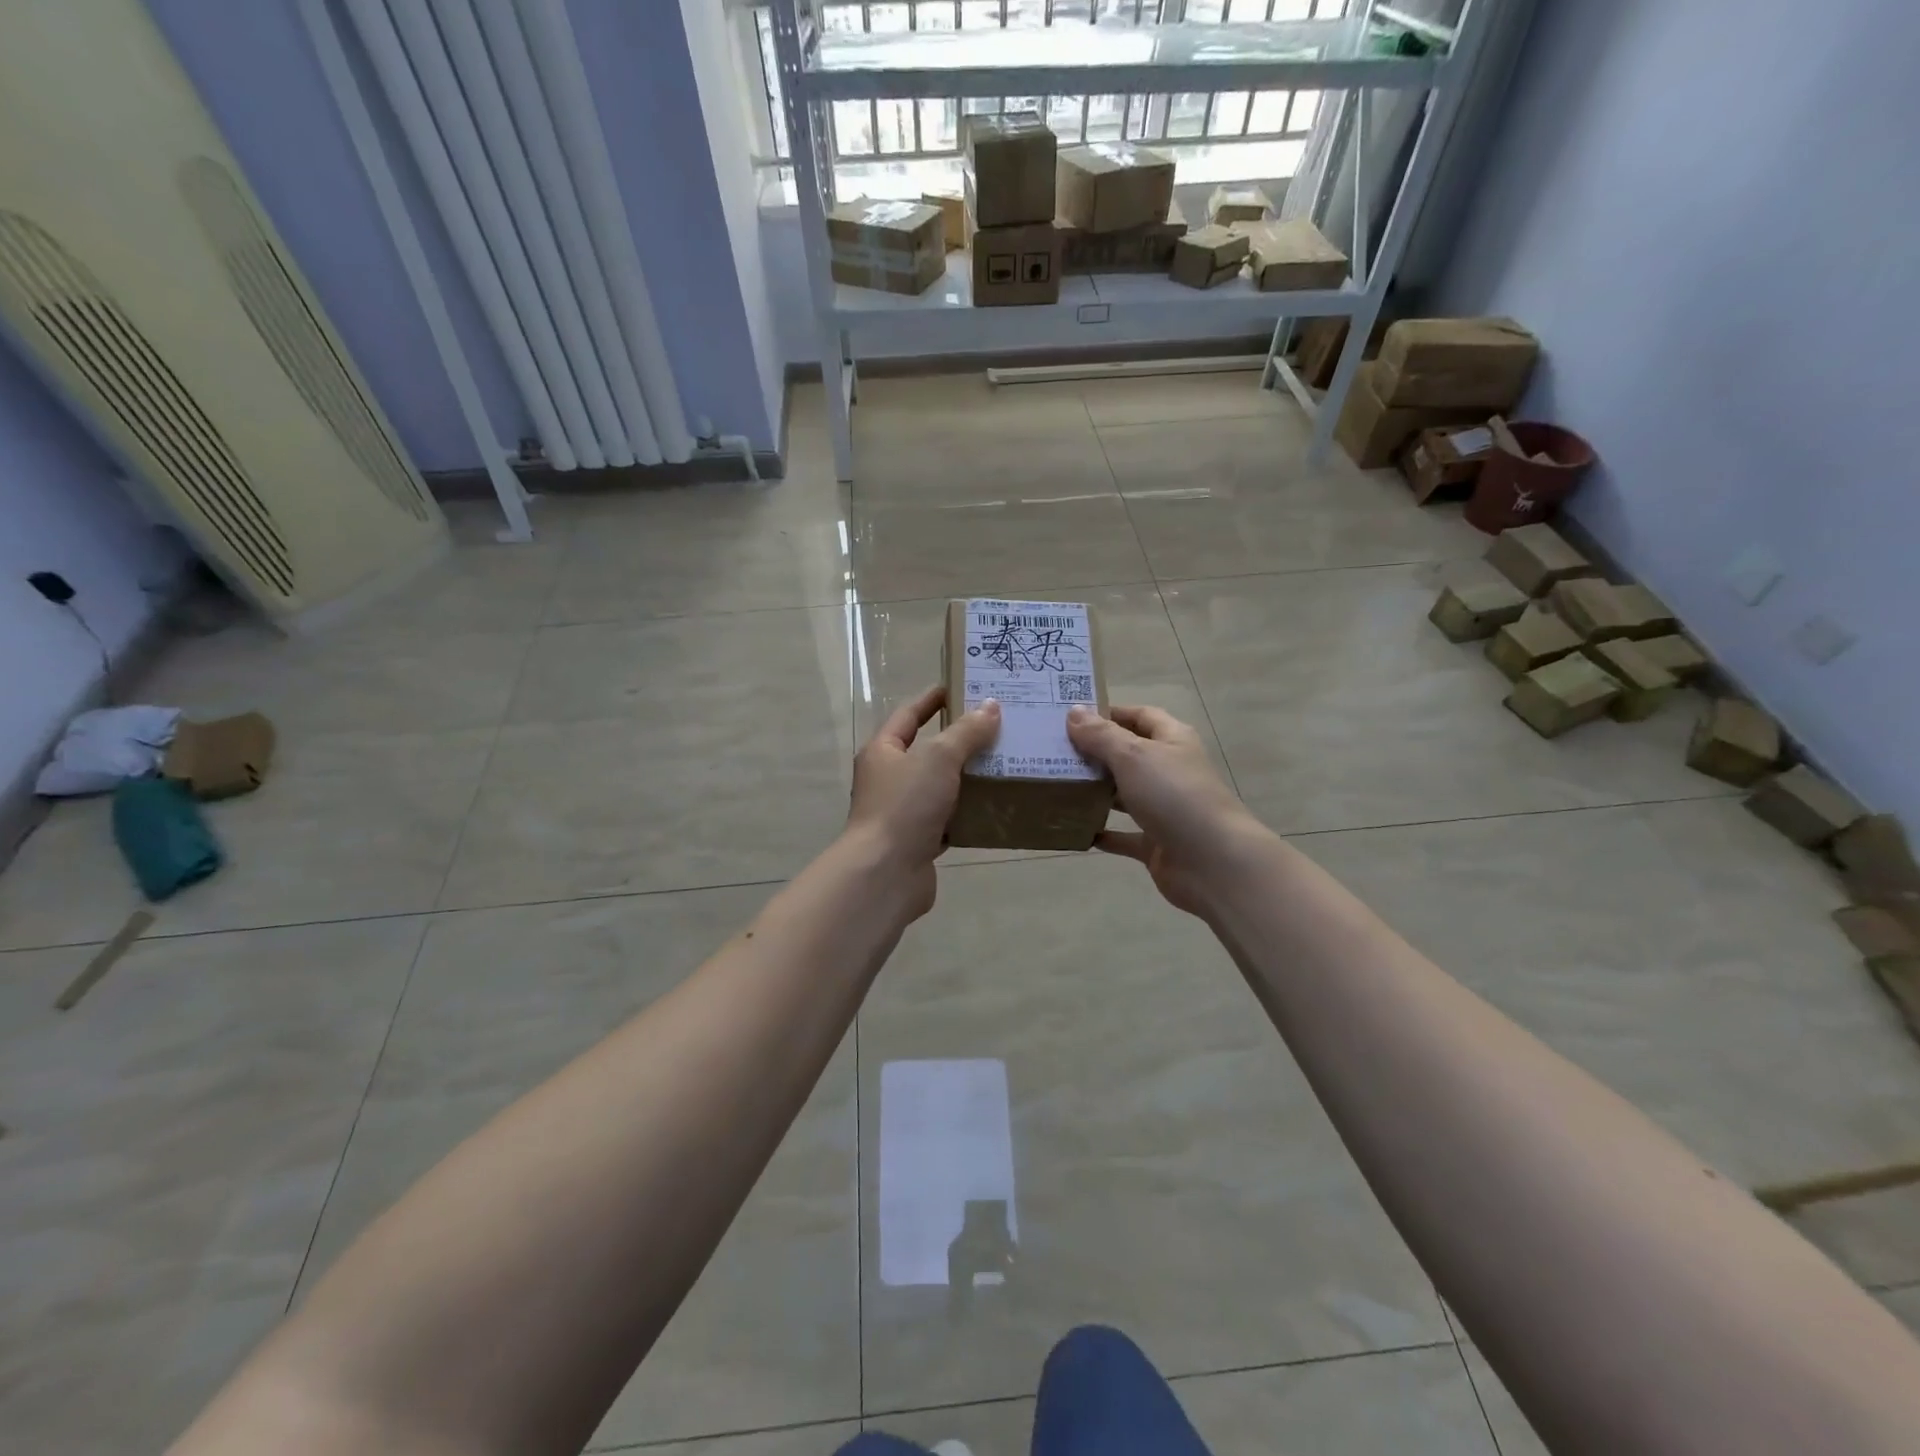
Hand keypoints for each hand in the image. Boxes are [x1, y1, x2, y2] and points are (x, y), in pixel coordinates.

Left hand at [844, 686, 1001, 915]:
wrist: (885, 874)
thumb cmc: (905, 806)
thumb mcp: (938, 758)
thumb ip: (966, 732)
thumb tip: (991, 706)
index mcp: (883, 751)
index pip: (909, 714)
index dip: (933, 699)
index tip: (961, 686)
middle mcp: (889, 779)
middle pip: (927, 751)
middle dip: (960, 740)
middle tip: (998, 726)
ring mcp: (902, 812)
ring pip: (940, 787)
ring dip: (967, 778)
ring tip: (1005, 763)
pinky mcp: (918, 841)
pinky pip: (947, 819)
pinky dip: (967, 813)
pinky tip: (994, 807)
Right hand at [1066, 704, 1269, 915]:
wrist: (1213, 862)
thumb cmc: (1174, 796)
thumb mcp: (1134, 757)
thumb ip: (1101, 736)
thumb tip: (1073, 712)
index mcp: (1172, 740)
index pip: (1140, 716)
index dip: (1110, 713)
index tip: (1072, 717)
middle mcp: (1169, 770)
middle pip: (1129, 755)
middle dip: (1095, 753)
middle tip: (1053, 751)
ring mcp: (1164, 808)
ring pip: (1124, 795)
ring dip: (1096, 792)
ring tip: (1057, 786)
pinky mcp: (1156, 842)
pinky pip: (1124, 835)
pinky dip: (1103, 832)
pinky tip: (1076, 829)